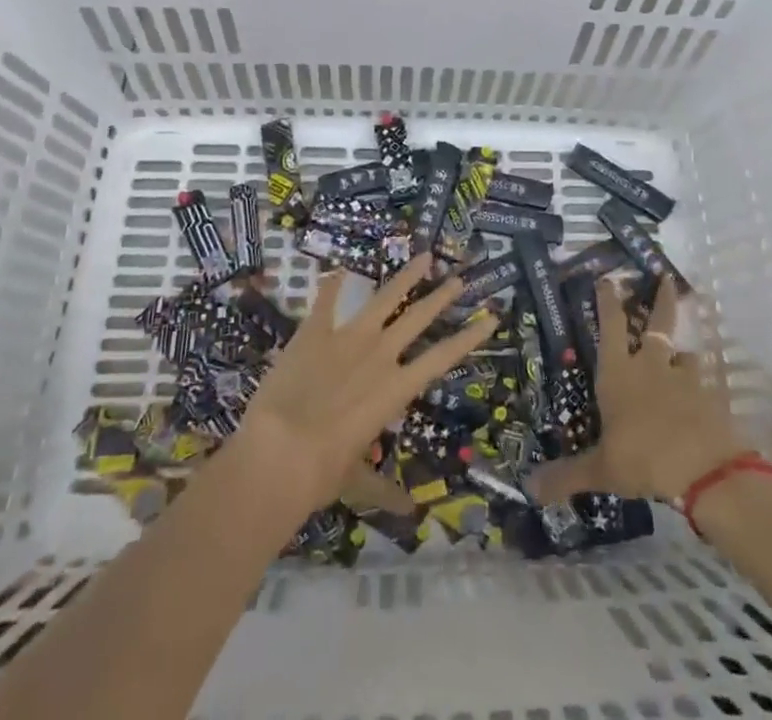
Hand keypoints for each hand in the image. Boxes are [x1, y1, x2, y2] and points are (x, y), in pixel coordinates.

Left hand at [229, 257, 495, 515]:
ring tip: (423, 256)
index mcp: (396, 388)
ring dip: (405, 277)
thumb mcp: (358, 481)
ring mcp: (347, 337)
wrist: (280, 451)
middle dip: (440, 297)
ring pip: (384, 297)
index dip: (469, 336)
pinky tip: (340, 269)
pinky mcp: (314, 332)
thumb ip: (384, 491)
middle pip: (418, 317)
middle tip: (458, 278)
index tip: (491, 316)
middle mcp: (379, 354)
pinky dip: (333, 284)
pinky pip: (327, 300)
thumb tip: (409, 515)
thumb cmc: (324, 472)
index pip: (443, 357)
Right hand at [530, 280, 748, 503]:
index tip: (608, 277)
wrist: (705, 469)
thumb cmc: (644, 458)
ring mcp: (684, 377)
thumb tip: (528, 487)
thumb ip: (566, 476)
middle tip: (666, 276)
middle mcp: (651, 365)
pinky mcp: (709, 396)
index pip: (611, 325)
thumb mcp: (601, 470)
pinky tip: (702, 393)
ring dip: (681, 349)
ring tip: (682, 351)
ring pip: (683, 351)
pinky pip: (703, 382)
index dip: (608, 299)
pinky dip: (701, 383)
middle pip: (657, 321)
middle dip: (661, 298)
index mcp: (619, 373)